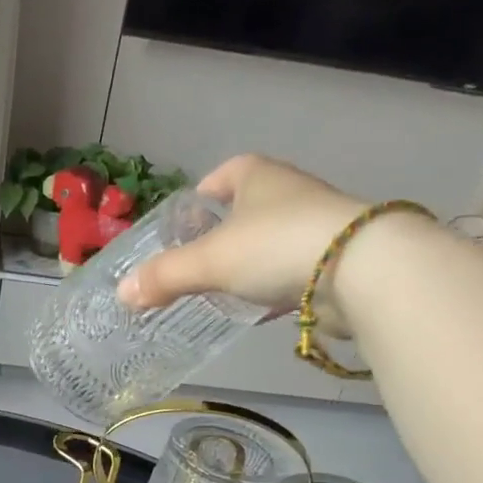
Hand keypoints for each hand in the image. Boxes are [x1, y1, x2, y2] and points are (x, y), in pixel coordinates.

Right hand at [117, 155, 368, 320]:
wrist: (359, 270)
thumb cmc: (275, 247)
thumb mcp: (209, 261)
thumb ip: (165, 276)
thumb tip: (123, 294)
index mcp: (259, 177)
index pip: (225, 174)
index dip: (203, 194)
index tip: (186, 220)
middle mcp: (289, 194)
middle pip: (247, 210)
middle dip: (223, 234)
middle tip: (195, 261)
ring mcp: (316, 227)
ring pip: (271, 243)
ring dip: (249, 263)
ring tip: (221, 288)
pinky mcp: (334, 262)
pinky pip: (291, 271)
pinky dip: (273, 286)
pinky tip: (258, 309)